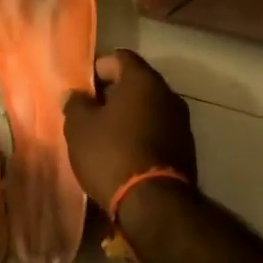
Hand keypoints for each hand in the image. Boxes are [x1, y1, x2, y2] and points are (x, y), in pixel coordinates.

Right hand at [63, 50, 196, 209]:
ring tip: (105, 136)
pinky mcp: (186, 149)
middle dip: (112, 93)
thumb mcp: (80, 128)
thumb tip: (77, 94)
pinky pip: (158, 130)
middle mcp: (167, 94)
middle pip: (136, 82)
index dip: (98, 68)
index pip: (119, 57)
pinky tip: (124, 154)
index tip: (82, 88)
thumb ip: (76, 104)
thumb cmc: (112, 154)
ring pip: (148, 108)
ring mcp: (181, 122)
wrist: (156, 206)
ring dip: (128, 116)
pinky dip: (142, 135)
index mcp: (143, 79)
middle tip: (89, 112)